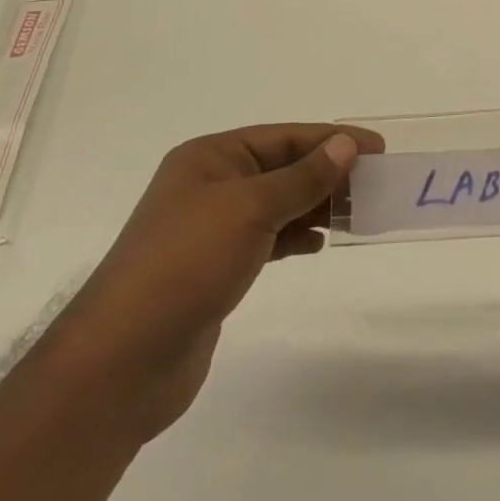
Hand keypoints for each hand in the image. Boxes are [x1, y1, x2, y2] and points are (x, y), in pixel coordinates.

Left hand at [48, 123, 384, 442]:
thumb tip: (346, 146)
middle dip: (328, 173)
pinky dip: (295, 236)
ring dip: (316, 205)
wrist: (122, 362)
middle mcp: (210, 185)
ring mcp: (211, 228)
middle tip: (375, 183)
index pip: (284, 137)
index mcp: (211, 157)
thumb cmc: (187, 264)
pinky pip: (267, 237)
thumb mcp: (251, 209)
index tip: (377, 148)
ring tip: (357, 214)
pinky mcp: (215, 268)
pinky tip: (319, 244)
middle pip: (282, 168)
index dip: (332, 139)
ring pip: (278, 203)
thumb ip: (303, 178)